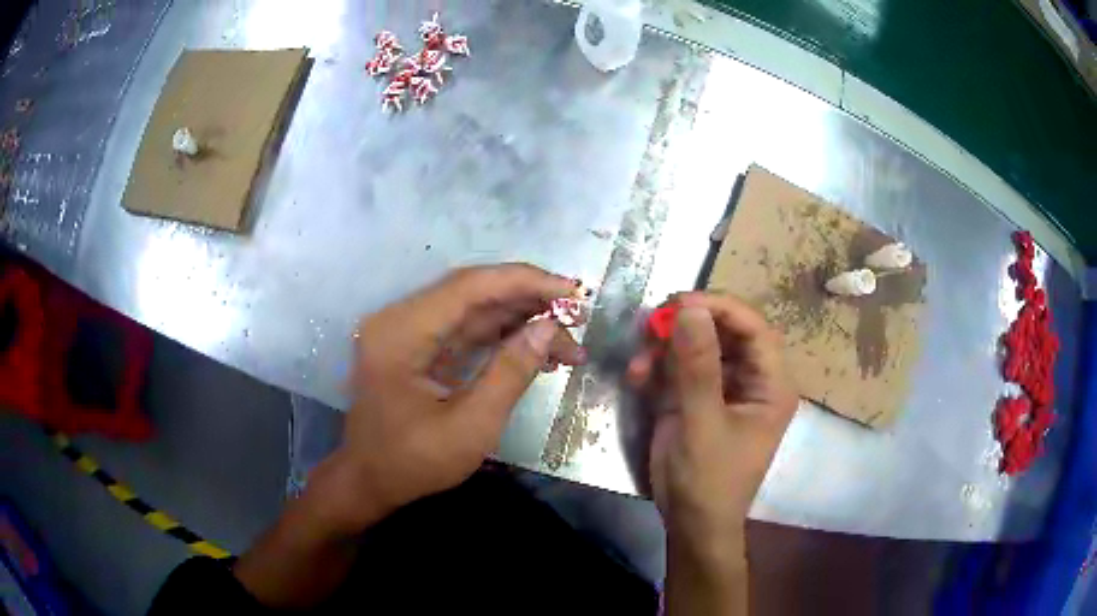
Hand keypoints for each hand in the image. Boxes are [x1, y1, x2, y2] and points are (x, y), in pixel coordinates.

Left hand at [318, 264, 584, 532]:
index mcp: (401, 332)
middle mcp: (400, 319)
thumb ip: (509, 374)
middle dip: (529, 302)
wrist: (369, 482)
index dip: (525, 282)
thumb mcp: (469, 427)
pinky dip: (502, 337)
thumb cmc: (412, 463)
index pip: (470, 286)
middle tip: (578, 319)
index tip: (573, 292)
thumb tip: (549, 328)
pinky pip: (465, 329)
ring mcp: (407, 330)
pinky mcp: (417, 345)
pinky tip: (536, 351)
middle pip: (474, 292)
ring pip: (474, 309)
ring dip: (521, 321)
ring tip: (566, 344)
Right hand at [629, 292, 796, 564]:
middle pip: (725, 333)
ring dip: (666, 347)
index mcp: (771, 385)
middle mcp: (752, 380)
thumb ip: (697, 367)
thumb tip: (690, 308)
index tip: (679, 301)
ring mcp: (724, 389)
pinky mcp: (698, 399)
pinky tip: (637, 378)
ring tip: (639, 359)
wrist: (690, 523)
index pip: (755, 329)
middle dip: (688, 325)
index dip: (720, 308)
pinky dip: (658, 368)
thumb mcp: (702, 423)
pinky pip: (680, 368)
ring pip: (699, 347)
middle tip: (651, 322)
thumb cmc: (708, 480)